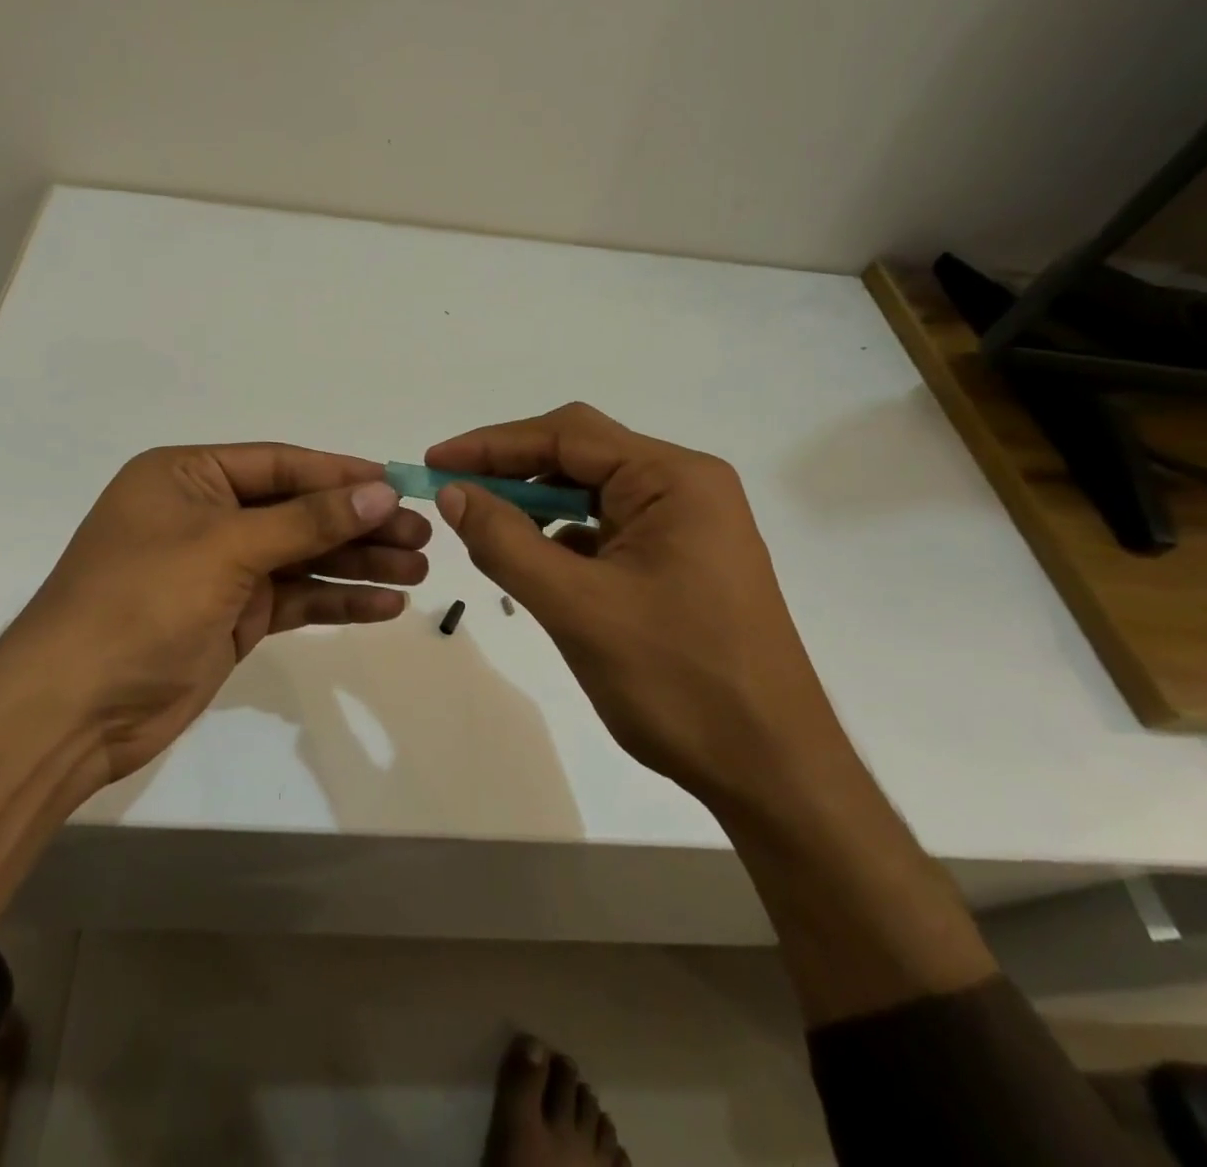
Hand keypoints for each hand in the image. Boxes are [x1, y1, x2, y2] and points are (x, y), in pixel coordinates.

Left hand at [0, 444, 429, 787]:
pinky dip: (336, 601)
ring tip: (419, 570)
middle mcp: (205, 515)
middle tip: (422, 536)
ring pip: (302, 558)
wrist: (75, 709)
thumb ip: (307, 521)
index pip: (280, 465)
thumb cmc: (141, 602)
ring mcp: (220, 570)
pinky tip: (385, 605)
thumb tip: (380, 489)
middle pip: (298, 512)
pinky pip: (294, 599)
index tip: (399, 484)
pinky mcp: (232, 617)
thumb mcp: (226, 548)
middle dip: (359, 524)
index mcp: (188, 477)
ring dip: (358, 564)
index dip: (341, 474)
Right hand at [428, 403, 839, 807]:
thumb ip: (506, 542)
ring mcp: (686, 526)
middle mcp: (685, 488)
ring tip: (480, 525)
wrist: (771, 770)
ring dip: (534, 506)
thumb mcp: (577, 607)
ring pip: (591, 495)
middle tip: (450, 492)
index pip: (568, 435)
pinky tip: (529, 560)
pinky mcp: (679, 562)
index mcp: (674, 480)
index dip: (493, 444)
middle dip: (512, 472)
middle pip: (581, 457)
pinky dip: (561, 538)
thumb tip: (453, 493)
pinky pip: (607, 530)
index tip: (435, 461)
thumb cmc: (677, 681)